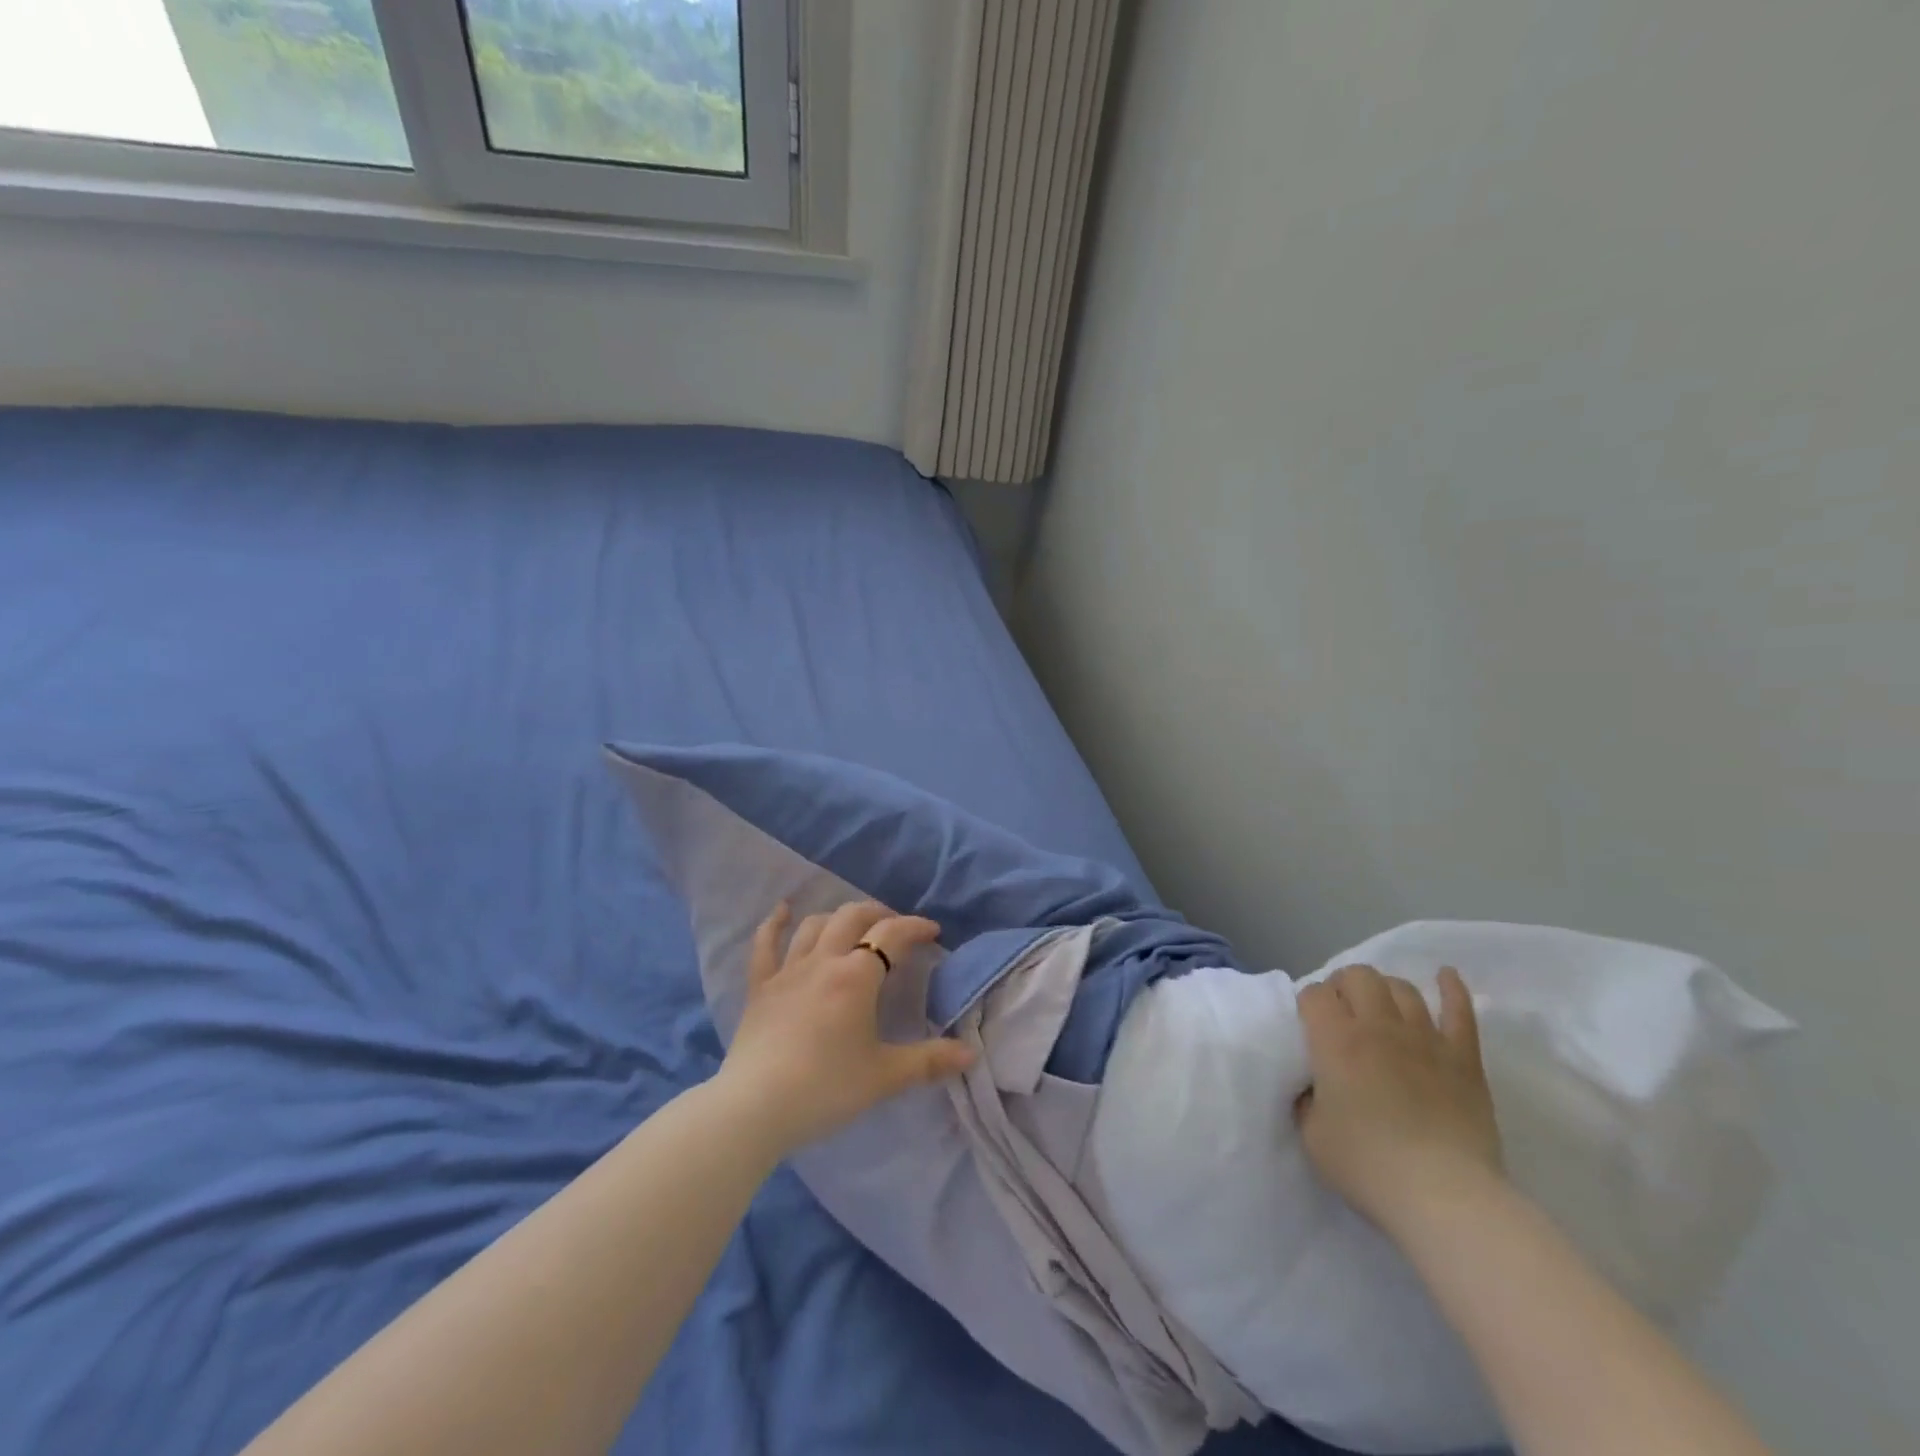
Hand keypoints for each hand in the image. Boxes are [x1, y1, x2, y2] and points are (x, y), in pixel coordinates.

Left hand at [718, 900, 975, 1154]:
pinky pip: (765, 945)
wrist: (754, 1107)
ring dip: (838, 918)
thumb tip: (970, 1053)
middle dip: (879, 915)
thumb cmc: (826, 1088)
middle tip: (895, 929)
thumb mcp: (884, 1077)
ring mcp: (787, 971)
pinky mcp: (759, 987)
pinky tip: (783, 909)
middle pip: (853, 918)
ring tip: (853, 927)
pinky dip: (775, 923)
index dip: (915, 927)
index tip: (933, 932)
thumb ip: (929, 1061)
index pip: (892, 935)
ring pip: (814, 925)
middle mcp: (823, 961)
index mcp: (856, 977)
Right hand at [1294, 964, 1502, 1235]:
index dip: (1307, 1004)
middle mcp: (1377, 1027)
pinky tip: (1445, 976)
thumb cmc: (1368, 1166)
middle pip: (1358, 976)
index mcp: (1334, 1040)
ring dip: (1385, 990)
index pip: (1313, 994)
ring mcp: (1425, 1038)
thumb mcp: (1312, 1136)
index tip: (1309, 1027)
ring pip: (1402, 988)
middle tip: (1342, 1015)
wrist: (1445, 1197)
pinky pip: (1459, 1011)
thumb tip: (1315, 1088)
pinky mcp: (1463, 1058)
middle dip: (1343, 986)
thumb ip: (1306, 1100)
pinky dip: (1451, 989)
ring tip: (1381, 1007)